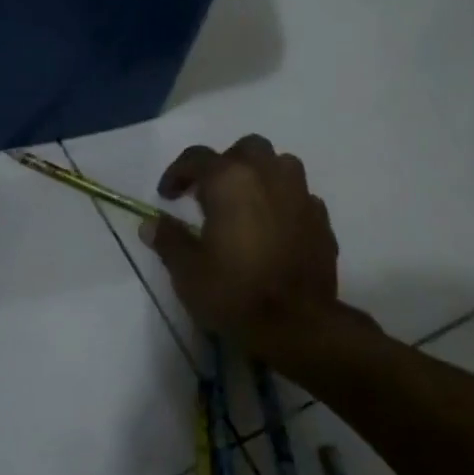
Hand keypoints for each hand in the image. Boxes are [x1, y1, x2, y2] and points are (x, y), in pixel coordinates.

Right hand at [140, 135, 368, 361]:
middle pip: (247, 149)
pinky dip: (283, 203)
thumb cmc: (234, 292)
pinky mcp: (322, 221)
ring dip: (260, 176)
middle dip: (225, 163)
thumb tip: (151, 224)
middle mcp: (269, 177)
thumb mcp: (187, 270)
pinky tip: (273, 228)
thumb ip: (168, 239)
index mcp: (230, 181)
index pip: (197, 158)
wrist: (298, 325)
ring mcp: (301, 196)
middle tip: (209, 193)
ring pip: (281, 165)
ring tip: (245, 204)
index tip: (167, 196)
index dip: (177, 173)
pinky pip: (299, 197)